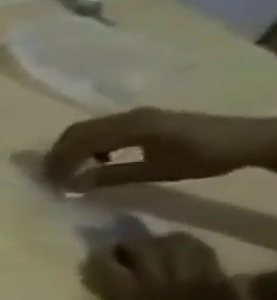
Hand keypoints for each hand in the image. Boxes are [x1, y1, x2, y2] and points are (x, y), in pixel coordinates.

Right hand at [42, 109, 276, 189]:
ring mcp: (134, 115)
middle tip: (52, 176)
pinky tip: (99, 159)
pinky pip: (101, 127)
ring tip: (71, 170)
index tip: (52, 182)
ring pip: (86, 129)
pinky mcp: (140, 118)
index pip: (80, 142)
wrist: (248, 140)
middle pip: (77, 132)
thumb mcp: (159, 171)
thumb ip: (114, 176)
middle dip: (59, 154)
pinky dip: (88, 143)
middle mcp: (128, 116)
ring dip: (72, 148)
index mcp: (131, 128)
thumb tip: (74, 185)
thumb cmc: (205, 158)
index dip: (60, 162)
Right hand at [84, 233, 250, 299]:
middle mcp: (164, 285)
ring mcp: (197, 284)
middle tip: (125, 252)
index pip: (108, 263)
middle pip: (146, 247)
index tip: (95, 258)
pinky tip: (184, 264)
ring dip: (165, 244)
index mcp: (133, 298)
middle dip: (132, 245)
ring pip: (182, 245)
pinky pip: (208, 261)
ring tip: (157, 251)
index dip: (99, 256)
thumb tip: (104, 286)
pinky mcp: (222, 289)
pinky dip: (194, 256)